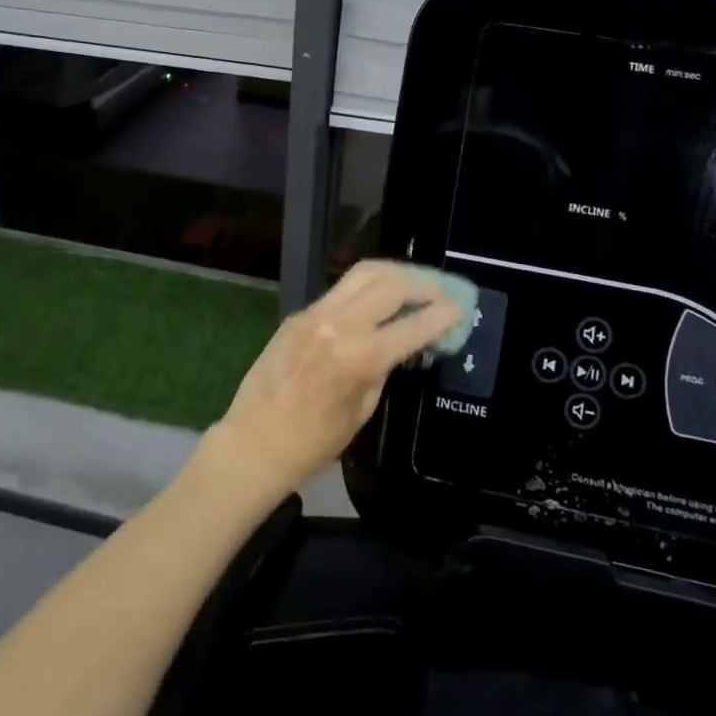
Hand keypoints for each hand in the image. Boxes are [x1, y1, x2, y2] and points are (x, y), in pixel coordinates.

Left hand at [202, 261, 463, 501]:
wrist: (255, 441)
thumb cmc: (315, 442)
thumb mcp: (364, 408)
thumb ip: (385, 367)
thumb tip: (404, 342)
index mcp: (360, 356)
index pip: (413, 325)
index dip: (442, 315)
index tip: (461, 307)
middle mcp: (339, 323)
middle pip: (390, 284)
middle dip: (422, 284)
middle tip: (440, 291)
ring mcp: (316, 312)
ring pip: (364, 273)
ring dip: (395, 274)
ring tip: (413, 282)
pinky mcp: (300, 312)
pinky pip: (341, 289)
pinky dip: (367, 287)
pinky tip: (379, 297)